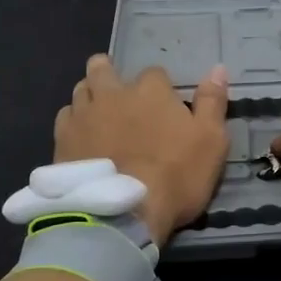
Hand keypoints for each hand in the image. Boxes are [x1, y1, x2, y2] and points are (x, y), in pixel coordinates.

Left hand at [54, 55, 229, 240]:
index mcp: (150, 89)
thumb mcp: (211, 141)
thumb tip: (218, 68)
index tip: (164, 107)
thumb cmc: (176, 175)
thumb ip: (212, 102)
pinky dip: (74, 121)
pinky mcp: (62, 139)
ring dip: (90, 95)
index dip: (160, 88)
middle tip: (119, 94)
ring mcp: (83, 115)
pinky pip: (65, 117)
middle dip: (110, 73)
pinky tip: (81, 136)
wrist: (122, 213)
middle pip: (103, 68)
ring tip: (99, 113)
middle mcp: (112, 93)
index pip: (155, 73)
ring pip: (81, 89)